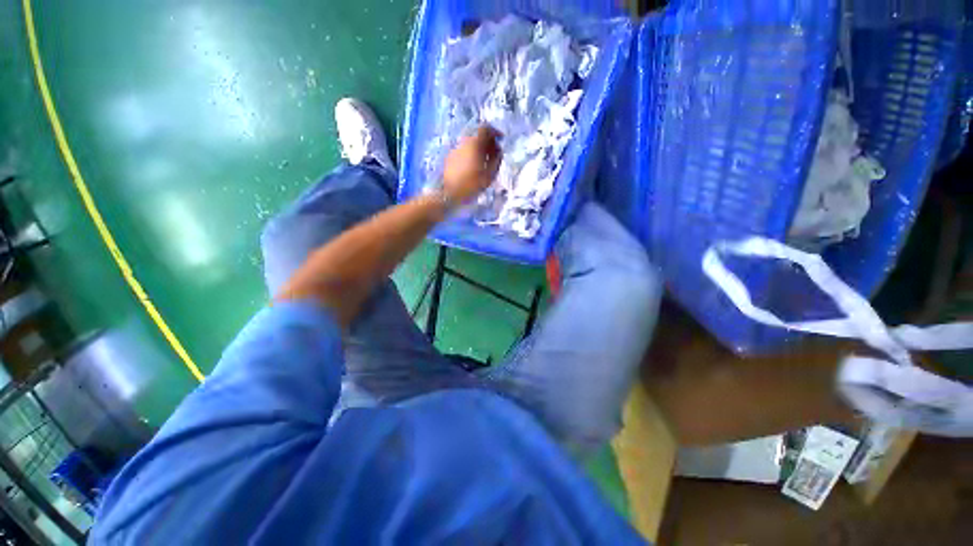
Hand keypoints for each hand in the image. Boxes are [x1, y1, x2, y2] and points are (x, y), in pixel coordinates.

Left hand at [442, 125, 501, 203]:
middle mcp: (464, 142)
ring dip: (479, 149)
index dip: (495, 132)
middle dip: (488, 142)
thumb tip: (499, 152)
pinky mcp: (450, 157)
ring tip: (485, 162)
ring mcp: (455, 149)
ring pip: (470, 144)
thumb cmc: (471, 185)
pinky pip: (464, 151)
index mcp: (474, 144)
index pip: (485, 128)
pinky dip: (471, 154)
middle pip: (478, 135)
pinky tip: (473, 167)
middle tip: (494, 153)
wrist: (448, 193)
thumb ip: (496, 161)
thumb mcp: (489, 175)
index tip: (500, 140)